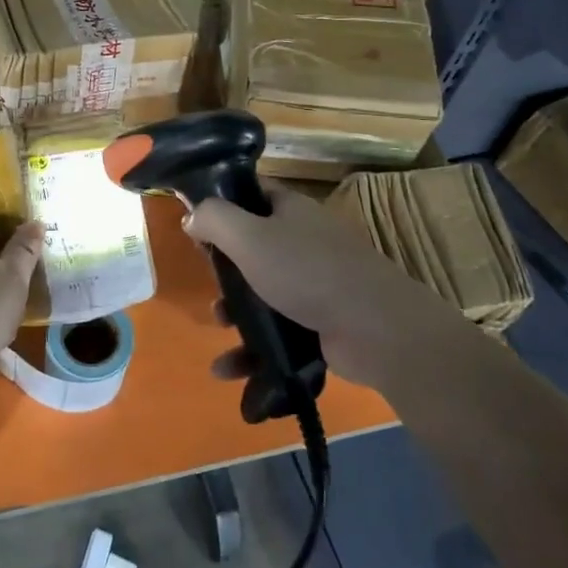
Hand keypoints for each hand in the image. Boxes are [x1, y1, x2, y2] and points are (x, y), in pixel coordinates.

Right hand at [186, 181, 442, 392]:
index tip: (198, 229)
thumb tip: (192, 216)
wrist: (375, 328)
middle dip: (228, 272)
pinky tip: (233, 371)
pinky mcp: (323, 323)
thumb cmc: (306, 271)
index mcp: (292, 211)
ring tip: (219, 329)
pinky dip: (255, 349)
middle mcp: (306, 241)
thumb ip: (214, 220)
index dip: (224, 207)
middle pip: (256, 248)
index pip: (254, 196)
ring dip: (237, 314)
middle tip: (212, 286)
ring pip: (265, 294)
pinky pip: (279, 332)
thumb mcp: (249, 237)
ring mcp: (317, 284)